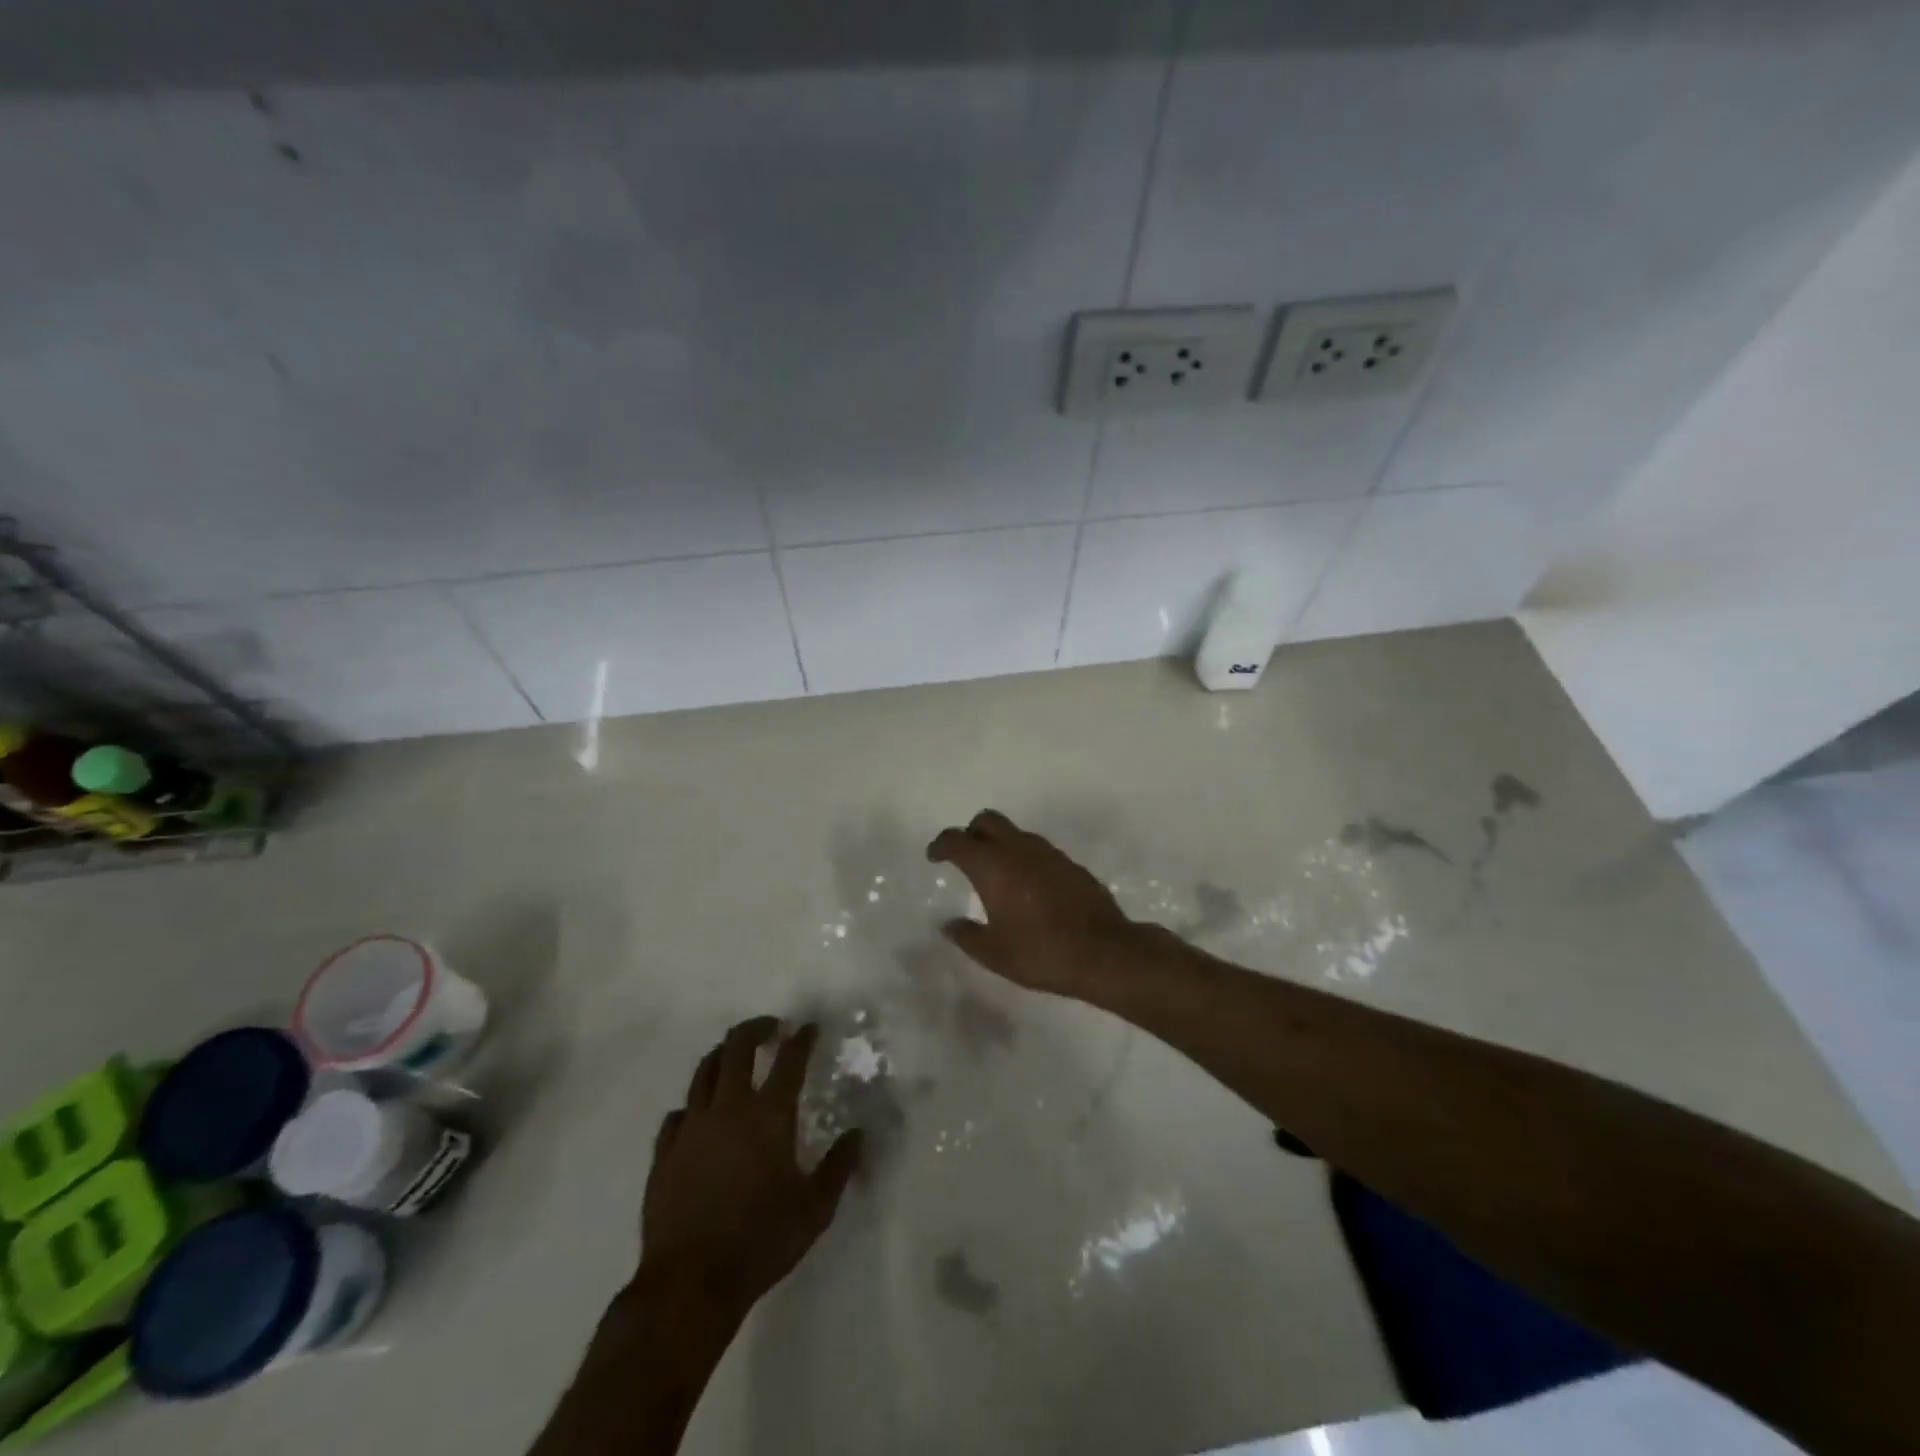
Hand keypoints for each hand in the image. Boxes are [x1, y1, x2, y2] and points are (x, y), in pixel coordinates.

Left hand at [641, 1018, 861, 1312]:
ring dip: (721, 1055)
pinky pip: (677, 1114)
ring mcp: (691, 1128)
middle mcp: (728, 1109)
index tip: (808, 1027)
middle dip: (755, 1029)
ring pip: (703, 1072)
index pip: (788, 1061)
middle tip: (770, 1029)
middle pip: (737, 1048)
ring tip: (733, 1055)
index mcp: (768, 1116)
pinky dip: (692, 1105)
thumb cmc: (760, 1242)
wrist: (690, 1284)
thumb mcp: (814, 1209)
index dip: (801, 1039)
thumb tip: (859, 1134)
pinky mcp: (664, 1153)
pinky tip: (697, 1114)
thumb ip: (838, 1167)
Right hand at [926, 809, 1140, 996]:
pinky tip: (1028, 888)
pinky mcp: (1071, 864)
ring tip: (997, 875)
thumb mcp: (993, 953)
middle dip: (972, 832)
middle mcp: (1019, 849)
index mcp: (992, 865)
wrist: (1103, 952)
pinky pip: (1039, 851)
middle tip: (965, 856)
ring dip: (1001, 845)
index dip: (941, 845)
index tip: (934, 856)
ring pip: (1016, 833)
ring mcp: (1049, 853)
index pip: (957, 839)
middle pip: (988, 820)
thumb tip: (950, 924)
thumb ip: (966, 935)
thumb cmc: (1039, 952)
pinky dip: (1025, 859)